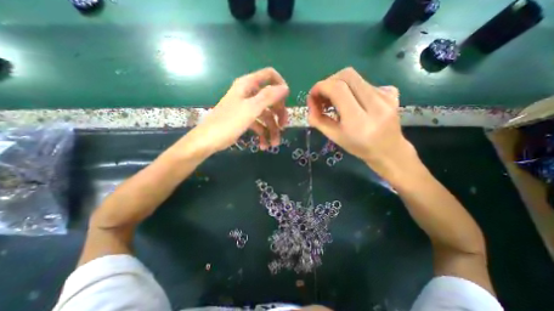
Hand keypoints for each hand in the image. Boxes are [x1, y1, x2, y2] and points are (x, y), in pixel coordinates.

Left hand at [185, 67, 291, 156]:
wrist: (208, 141)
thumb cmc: (228, 123)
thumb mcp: (250, 109)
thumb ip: (268, 97)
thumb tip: (285, 88)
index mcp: (248, 85)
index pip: (269, 75)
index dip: (280, 84)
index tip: (287, 100)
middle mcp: (248, 94)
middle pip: (271, 99)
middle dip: (278, 114)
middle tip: (283, 127)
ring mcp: (247, 108)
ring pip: (266, 115)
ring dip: (271, 130)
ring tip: (274, 144)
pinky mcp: (245, 120)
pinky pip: (259, 125)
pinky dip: (263, 134)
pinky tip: (264, 145)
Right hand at [305, 66, 417, 180]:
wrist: (388, 150)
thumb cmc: (359, 147)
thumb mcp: (334, 137)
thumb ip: (319, 121)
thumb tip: (310, 107)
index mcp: (358, 121)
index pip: (337, 89)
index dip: (320, 87)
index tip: (312, 96)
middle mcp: (375, 104)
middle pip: (346, 75)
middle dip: (328, 82)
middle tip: (322, 97)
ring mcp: (386, 95)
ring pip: (355, 77)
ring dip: (338, 85)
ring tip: (334, 101)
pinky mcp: (390, 92)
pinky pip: (364, 82)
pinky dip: (351, 89)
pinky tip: (352, 102)